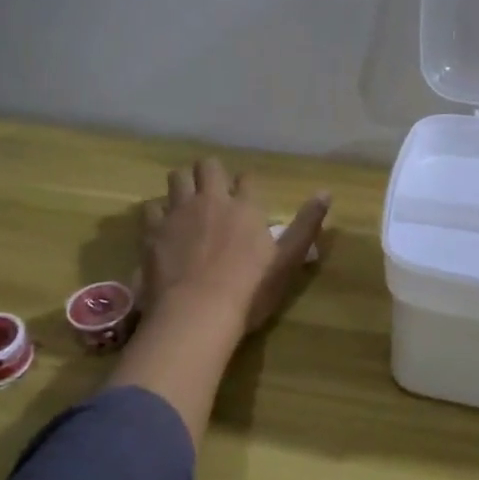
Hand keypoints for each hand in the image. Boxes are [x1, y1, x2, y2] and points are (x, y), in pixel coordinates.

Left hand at [141, 159, 329, 332]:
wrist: (197, 313)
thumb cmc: (250, 290)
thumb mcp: (288, 260)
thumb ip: (306, 225)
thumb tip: (326, 191)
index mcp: (246, 206)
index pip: (247, 178)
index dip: (247, 185)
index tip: (248, 197)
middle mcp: (211, 200)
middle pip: (208, 166)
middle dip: (211, 173)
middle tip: (214, 192)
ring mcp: (178, 213)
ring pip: (177, 178)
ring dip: (183, 185)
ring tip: (187, 203)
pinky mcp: (152, 231)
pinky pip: (152, 208)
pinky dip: (158, 213)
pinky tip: (163, 227)